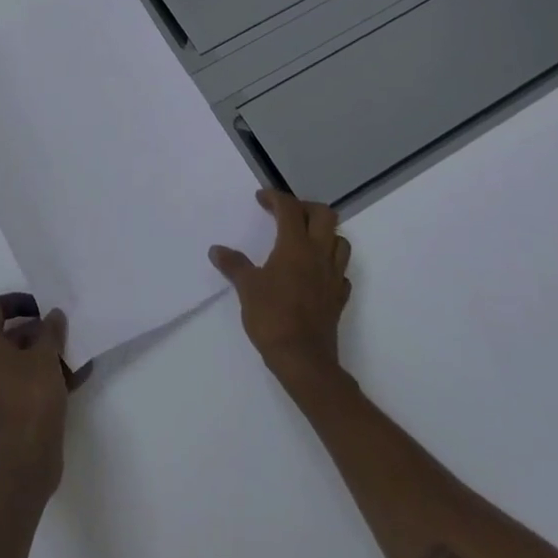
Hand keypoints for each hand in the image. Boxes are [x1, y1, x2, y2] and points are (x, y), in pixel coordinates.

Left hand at [0, 295, 70, 497]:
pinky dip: (36, 380)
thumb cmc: (31, 399)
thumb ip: (50, 330)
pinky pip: (15, 387)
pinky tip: (67, 383)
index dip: (16, 301)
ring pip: (11, 364)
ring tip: (68, 358)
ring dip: (37, 357)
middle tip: (58, 334)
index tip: (40, 308)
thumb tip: (52, 316)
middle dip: (33, 332)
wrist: (24, 464)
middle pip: (2, 337)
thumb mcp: (46, 357)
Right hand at [210, 189, 351, 382]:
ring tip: (304, 240)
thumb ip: (233, 264)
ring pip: (340, 241)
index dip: (275, 198)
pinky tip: (315, 272)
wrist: (303, 359)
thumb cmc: (272, 317)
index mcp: (295, 246)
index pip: (290, 208)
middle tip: (285, 215)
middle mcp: (319, 254)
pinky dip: (330, 264)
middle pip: (324, 215)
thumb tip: (216, 250)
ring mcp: (333, 276)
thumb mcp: (247, 288)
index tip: (260, 199)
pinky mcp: (339, 297)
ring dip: (324, 233)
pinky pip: (341, 271)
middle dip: (305, 208)